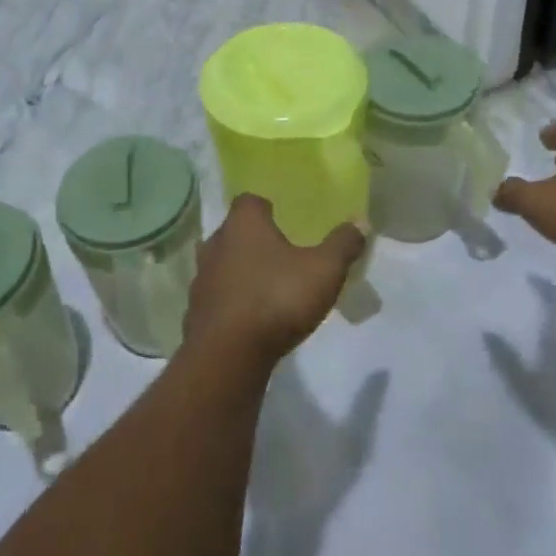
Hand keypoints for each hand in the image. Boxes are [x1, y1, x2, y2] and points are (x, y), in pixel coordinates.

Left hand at [186, 195, 363, 370]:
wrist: (227, 354)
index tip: (285, 220)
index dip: (267, 207)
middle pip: (234, 231)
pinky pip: (217, 296)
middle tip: (280, 253)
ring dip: (240, 270)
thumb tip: (360, 223)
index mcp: (243, 223)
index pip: (250, 201)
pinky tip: (250, 316)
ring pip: (222, 263)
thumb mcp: (324, 270)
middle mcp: (216, 242)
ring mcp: (201, 277)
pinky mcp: (195, 310)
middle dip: (254, 240)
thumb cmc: (277, 299)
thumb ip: (342, 245)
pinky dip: (231, 300)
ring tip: (266, 285)